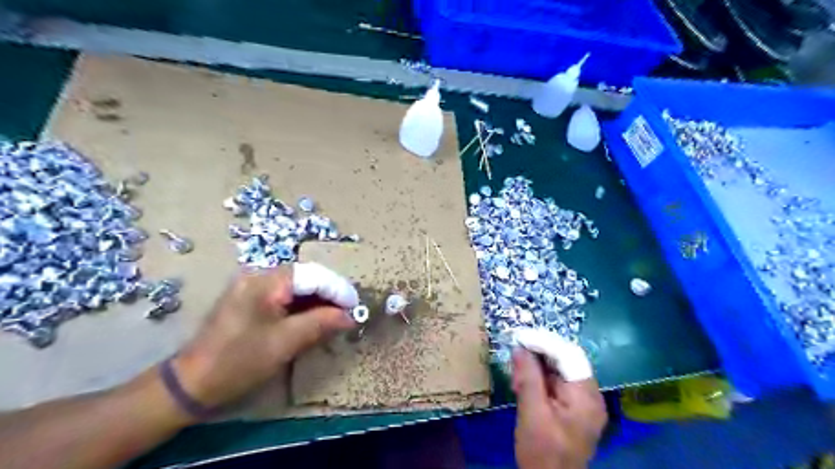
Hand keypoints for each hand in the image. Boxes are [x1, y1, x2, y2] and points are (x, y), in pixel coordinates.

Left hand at [171, 264, 358, 409]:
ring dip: (319, 301)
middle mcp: (259, 275)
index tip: (357, 308)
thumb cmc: (239, 361)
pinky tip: (315, 319)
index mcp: (265, 281)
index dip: (338, 290)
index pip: (313, 276)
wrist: (191, 384)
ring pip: (297, 287)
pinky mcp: (250, 300)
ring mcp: (252, 286)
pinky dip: (303, 307)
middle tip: (349, 313)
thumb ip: (321, 323)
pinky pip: (285, 297)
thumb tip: (350, 316)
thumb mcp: (285, 343)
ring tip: (337, 317)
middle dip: (330, 294)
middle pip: (306, 277)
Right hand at [512, 348, 603, 468]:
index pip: (568, 355)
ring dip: (538, 367)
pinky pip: (558, 384)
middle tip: (516, 356)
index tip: (520, 336)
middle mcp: (591, 396)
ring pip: (561, 371)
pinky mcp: (575, 409)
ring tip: (517, 374)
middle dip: (539, 355)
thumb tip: (520, 348)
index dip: (544, 342)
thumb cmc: (542, 453)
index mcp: (586, 397)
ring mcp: (584, 403)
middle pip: (567, 361)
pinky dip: (541, 379)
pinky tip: (524, 383)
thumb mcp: (532, 413)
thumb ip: (528, 378)